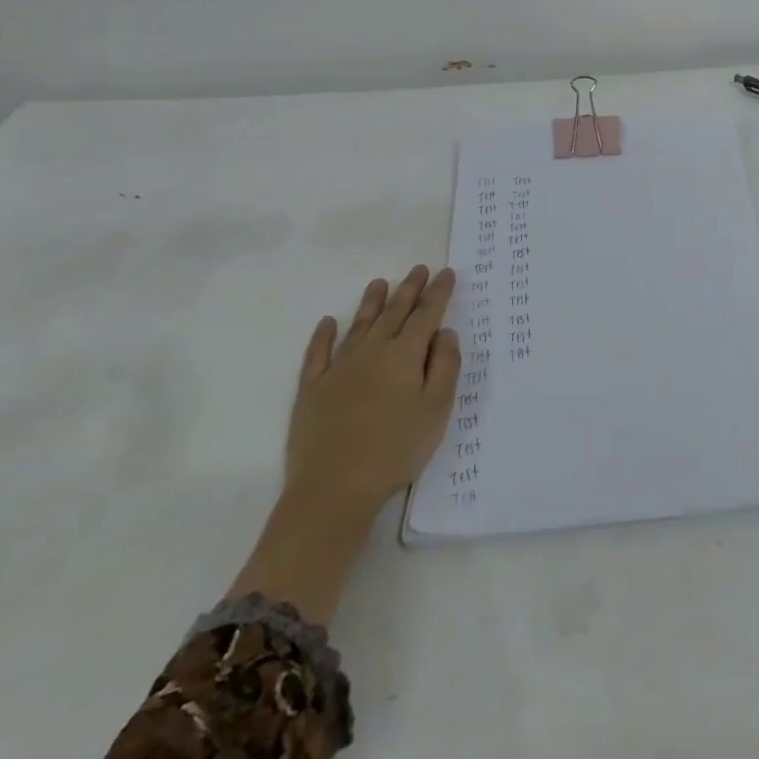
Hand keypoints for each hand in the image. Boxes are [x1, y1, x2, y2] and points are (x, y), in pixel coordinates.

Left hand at [227, 266, 461, 621]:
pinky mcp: (312, 390)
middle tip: (419, 269)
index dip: (438, 292)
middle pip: (394, 312)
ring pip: (359, 325)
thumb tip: (445, 332)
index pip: (426, 314)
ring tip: (380, 283)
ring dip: (371, 302)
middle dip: (409, 289)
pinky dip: (323, 335)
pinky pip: (318, 353)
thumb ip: (446, 366)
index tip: (446, 273)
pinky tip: (327, 323)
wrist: (333, 489)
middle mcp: (372, 351)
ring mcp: (338, 368)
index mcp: (405, 354)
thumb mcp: (437, 410)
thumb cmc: (395, 450)